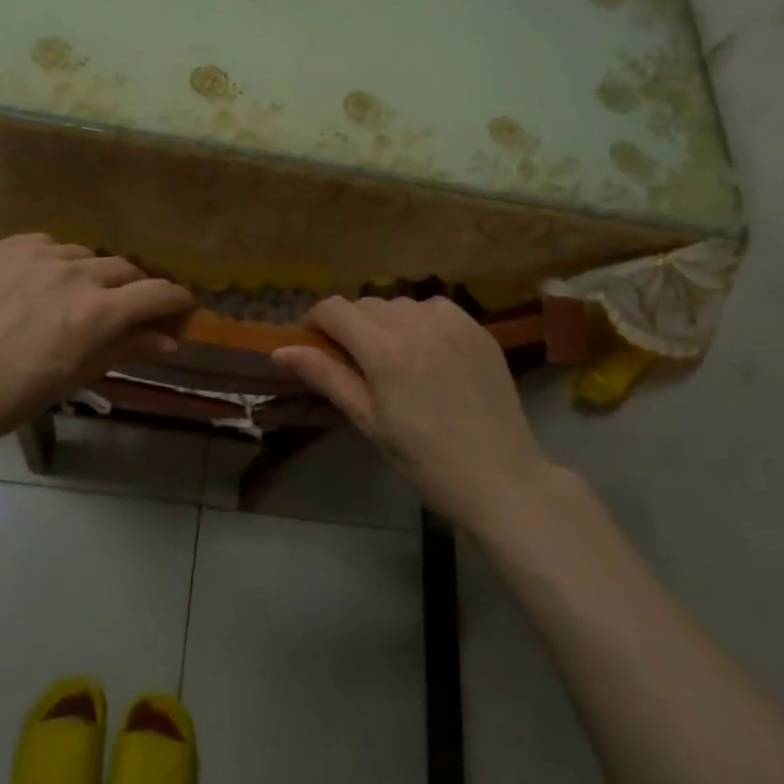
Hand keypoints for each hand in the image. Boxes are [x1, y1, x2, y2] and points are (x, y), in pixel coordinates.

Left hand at [0, 233, 194, 459]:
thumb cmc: (10, 396)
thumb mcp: (75, 376)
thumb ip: (125, 348)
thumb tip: (168, 338)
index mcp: (97, 312)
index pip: (157, 293)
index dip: (177, 300)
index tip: (181, 308)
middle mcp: (75, 273)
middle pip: (126, 270)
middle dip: (136, 290)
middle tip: (128, 311)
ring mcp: (38, 254)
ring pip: (87, 254)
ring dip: (94, 275)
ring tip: (77, 298)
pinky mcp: (6, 246)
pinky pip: (48, 244)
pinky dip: (56, 261)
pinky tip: (41, 282)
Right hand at [273, 296, 554, 535]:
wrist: (502, 479)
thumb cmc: (426, 460)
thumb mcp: (369, 422)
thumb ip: (327, 377)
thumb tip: (281, 350)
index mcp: (385, 349)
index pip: (335, 309)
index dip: (316, 321)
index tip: (314, 342)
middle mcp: (417, 322)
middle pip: (366, 305)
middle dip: (351, 326)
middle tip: (355, 363)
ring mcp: (452, 321)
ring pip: (399, 304)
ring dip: (386, 323)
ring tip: (395, 361)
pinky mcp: (477, 327)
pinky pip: (433, 309)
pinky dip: (420, 322)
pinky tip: (428, 355)